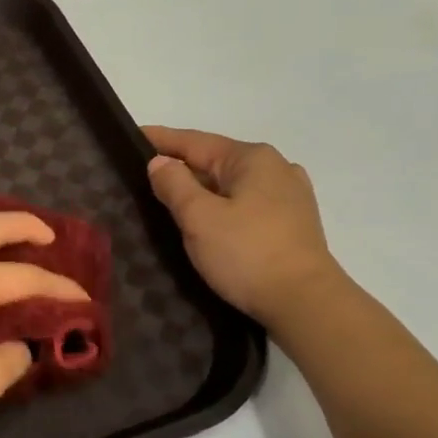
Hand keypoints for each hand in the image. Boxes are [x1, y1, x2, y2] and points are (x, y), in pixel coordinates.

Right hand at [145, 126, 344, 329]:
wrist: (304, 302)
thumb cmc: (246, 254)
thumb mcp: (199, 217)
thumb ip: (175, 185)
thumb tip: (160, 161)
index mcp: (252, 158)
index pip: (195, 141)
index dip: (161, 139)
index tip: (132, 134)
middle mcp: (276, 167)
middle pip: (216, 161)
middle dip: (182, 166)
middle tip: (144, 173)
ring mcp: (290, 195)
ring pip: (232, 184)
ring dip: (203, 188)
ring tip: (172, 198)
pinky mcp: (294, 223)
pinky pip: (247, 203)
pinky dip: (223, 205)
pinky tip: (211, 219)